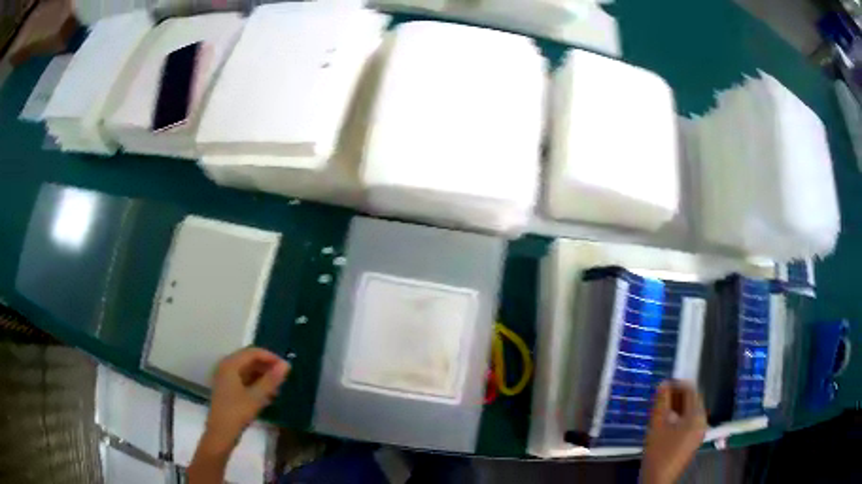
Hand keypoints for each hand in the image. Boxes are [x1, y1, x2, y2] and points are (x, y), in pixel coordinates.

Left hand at [203, 347, 289, 453]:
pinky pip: (243, 378)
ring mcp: (225, 377)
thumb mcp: (256, 397)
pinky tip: (267, 394)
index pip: (253, 352)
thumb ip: (271, 380)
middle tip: (283, 378)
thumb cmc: (237, 413)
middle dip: (267, 366)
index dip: (270, 357)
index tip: (286, 368)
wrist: (221, 433)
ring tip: (277, 387)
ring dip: (262, 375)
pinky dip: (256, 383)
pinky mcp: (227, 388)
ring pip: (247, 369)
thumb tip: (286, 365)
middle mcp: (226, 366)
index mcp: (230, 364)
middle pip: (249, 359)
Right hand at [641, 381, 706, 483]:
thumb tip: (663, 384)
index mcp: (697, 416)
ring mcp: (700, 432)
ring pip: (691, 411)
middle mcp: (703, 421)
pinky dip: (680, 417)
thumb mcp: (657, 426)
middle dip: (678, 395)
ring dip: (678, 406)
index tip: (663, 385)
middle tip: (661, 396)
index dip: (678, 384)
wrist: (658, 480)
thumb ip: (661, 403)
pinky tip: (667, 422)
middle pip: (693, 400)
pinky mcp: (694, 440)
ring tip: (662, 408)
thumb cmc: (658, 452)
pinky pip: (690, 421)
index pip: (691, 391)